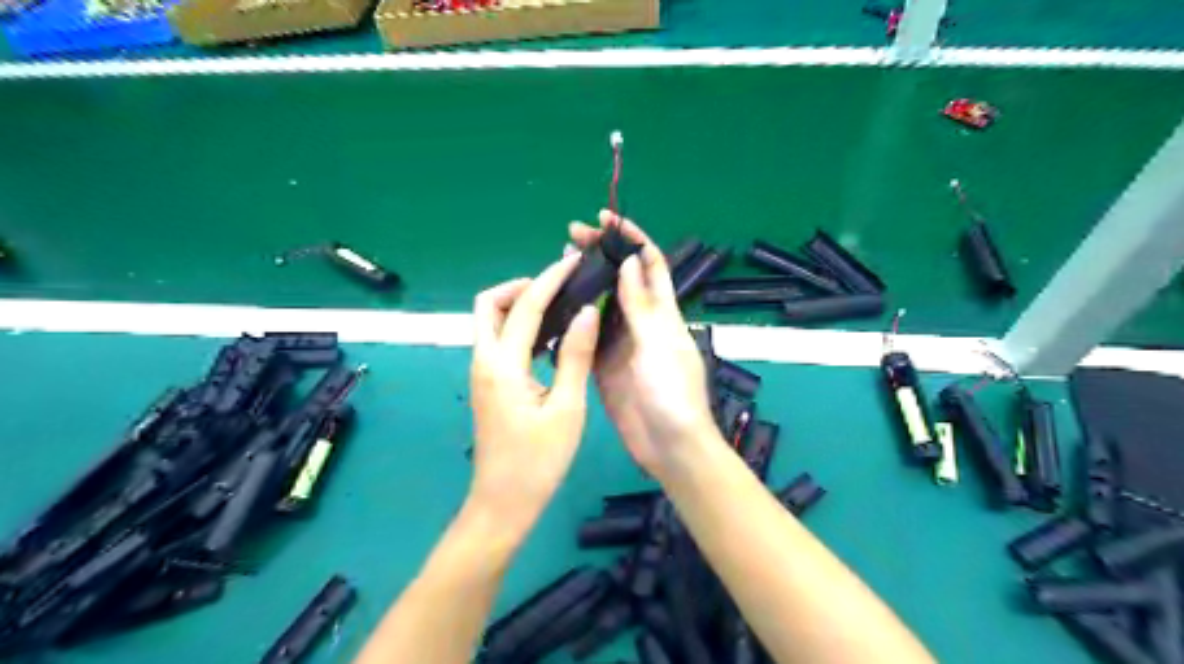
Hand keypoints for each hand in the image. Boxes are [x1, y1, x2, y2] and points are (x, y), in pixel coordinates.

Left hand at [467, 253, 603, 532]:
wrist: (503, 503)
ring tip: (558, 305)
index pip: (525, 305)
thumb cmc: (538, 461)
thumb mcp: (566, 408)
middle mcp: (484, 361)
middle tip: (557, 287)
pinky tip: (548, 338)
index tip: (573, 261)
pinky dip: (518, 327)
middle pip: (489, 304)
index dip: (550, 278)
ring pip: (490, 322)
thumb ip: (574, 355)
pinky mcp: (488, 385)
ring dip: (518, 305)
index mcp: (503, 364)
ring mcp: (482, 373)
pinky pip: (498, 341)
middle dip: (520, 286)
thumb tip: (586, 312)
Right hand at [569, 209, 715, 476]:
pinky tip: (554, 306)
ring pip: (601, 304)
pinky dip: (574, 318)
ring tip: (557, 265)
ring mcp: (621, 343)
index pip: (649, 263)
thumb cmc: (672, 392)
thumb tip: (629, 262)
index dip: (631, 238)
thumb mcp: (658, 344)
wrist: (668, 445)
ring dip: (584, 283)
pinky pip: (587, 334)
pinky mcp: (604, 364)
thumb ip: (642, 306)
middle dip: (600, 253)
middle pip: (621, 279)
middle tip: (570, 235)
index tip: (605, 218)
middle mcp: (641, 322)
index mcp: (662, 312)